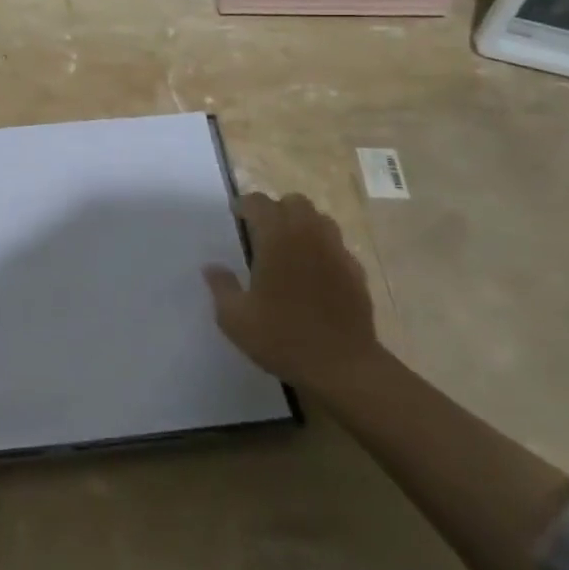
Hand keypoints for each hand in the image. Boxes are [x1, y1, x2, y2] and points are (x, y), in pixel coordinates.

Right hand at [203, 192, 382, 394]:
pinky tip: (315, 274)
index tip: (236, 216)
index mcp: (277, 237)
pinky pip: (338, 247)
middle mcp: (308, 235)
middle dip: (277, 210)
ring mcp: (337, 252)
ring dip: (303, 225)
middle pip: (294, 202)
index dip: (245, 205)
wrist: (343, 367)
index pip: (259, 203)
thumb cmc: (283, 337)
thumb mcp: (235, 318)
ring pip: (320, 220)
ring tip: (290, 247)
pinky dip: (324, 250)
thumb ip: (221, 286)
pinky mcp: (356, 273)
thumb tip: (212, 267)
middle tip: (263, 231)